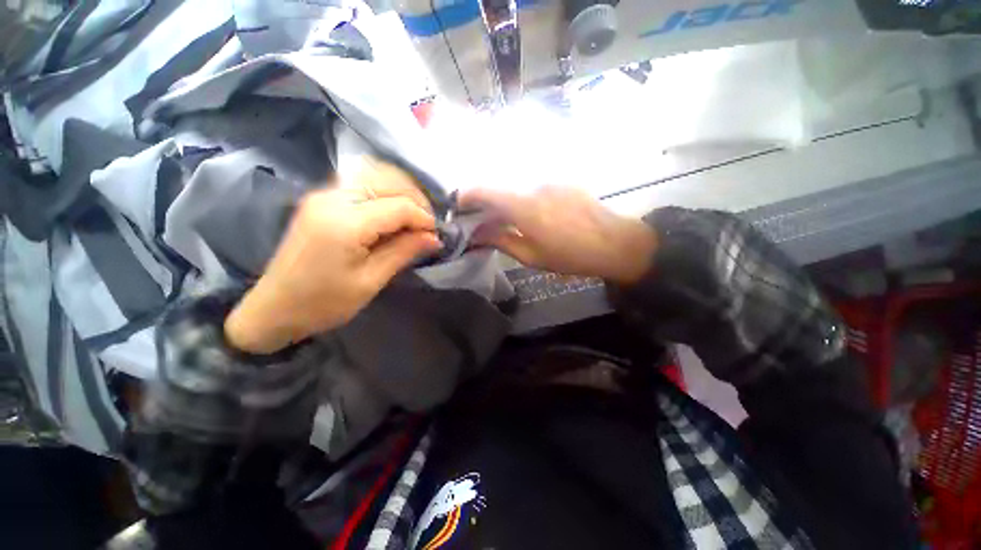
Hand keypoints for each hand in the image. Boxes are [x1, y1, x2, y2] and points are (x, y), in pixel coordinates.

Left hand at [225, 162, 441, 353]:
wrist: (274, 308)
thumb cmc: (324, 303)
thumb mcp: (371, 281)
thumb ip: (404, 252)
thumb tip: (435, 238)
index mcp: (345, 222)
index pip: (398, 206)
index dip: (423, 218)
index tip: (437, 235)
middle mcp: (333, 198)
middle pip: (388, 182)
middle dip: (416, 201)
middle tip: (428, 227)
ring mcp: (324, 195)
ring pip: (376, 178)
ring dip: (401, 194)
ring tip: (414, 219)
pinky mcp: (321, 199)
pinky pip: (362, 185)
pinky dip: (385, 194)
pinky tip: (393, 213)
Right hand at [459, 185, 656, 284]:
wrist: (615, 243)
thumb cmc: (570, 256)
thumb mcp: (531, 256)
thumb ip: (501, 241)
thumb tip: (477, 234)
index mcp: (524, 207)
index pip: (485, 191)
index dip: (467, 196)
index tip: (458, 207)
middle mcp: (534, 185)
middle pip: (499, 187)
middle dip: (485, 201)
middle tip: (481, 219)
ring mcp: (551, 180)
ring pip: (517, 187)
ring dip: (506, 200)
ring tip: (508, 219)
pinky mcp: (562, 180)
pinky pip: (534, 186)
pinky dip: (524, 197)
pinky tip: (533, 214)